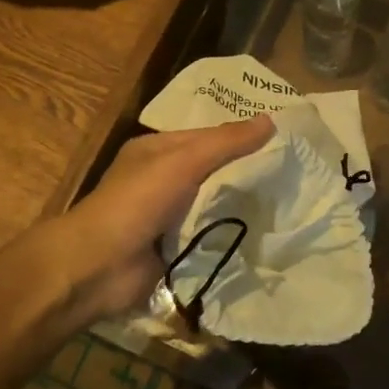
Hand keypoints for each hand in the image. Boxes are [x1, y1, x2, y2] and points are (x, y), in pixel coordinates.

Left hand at [27, 117, 274, 325]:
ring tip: (286, 204)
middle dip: (242, 174)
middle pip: (210, 172)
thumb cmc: (137, 202)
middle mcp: (159, 180)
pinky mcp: (171, 250)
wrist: (97, 267)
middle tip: (291, 174)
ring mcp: (164, 217)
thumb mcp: (182, 162)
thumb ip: (225, 143)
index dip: (238, 137)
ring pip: (210, 205)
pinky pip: (206, 237)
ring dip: (237, 208)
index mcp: (155, 151)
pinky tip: (261, 236)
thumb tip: (270, 121)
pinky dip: (226, 237)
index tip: (279, 141)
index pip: (205, 137)